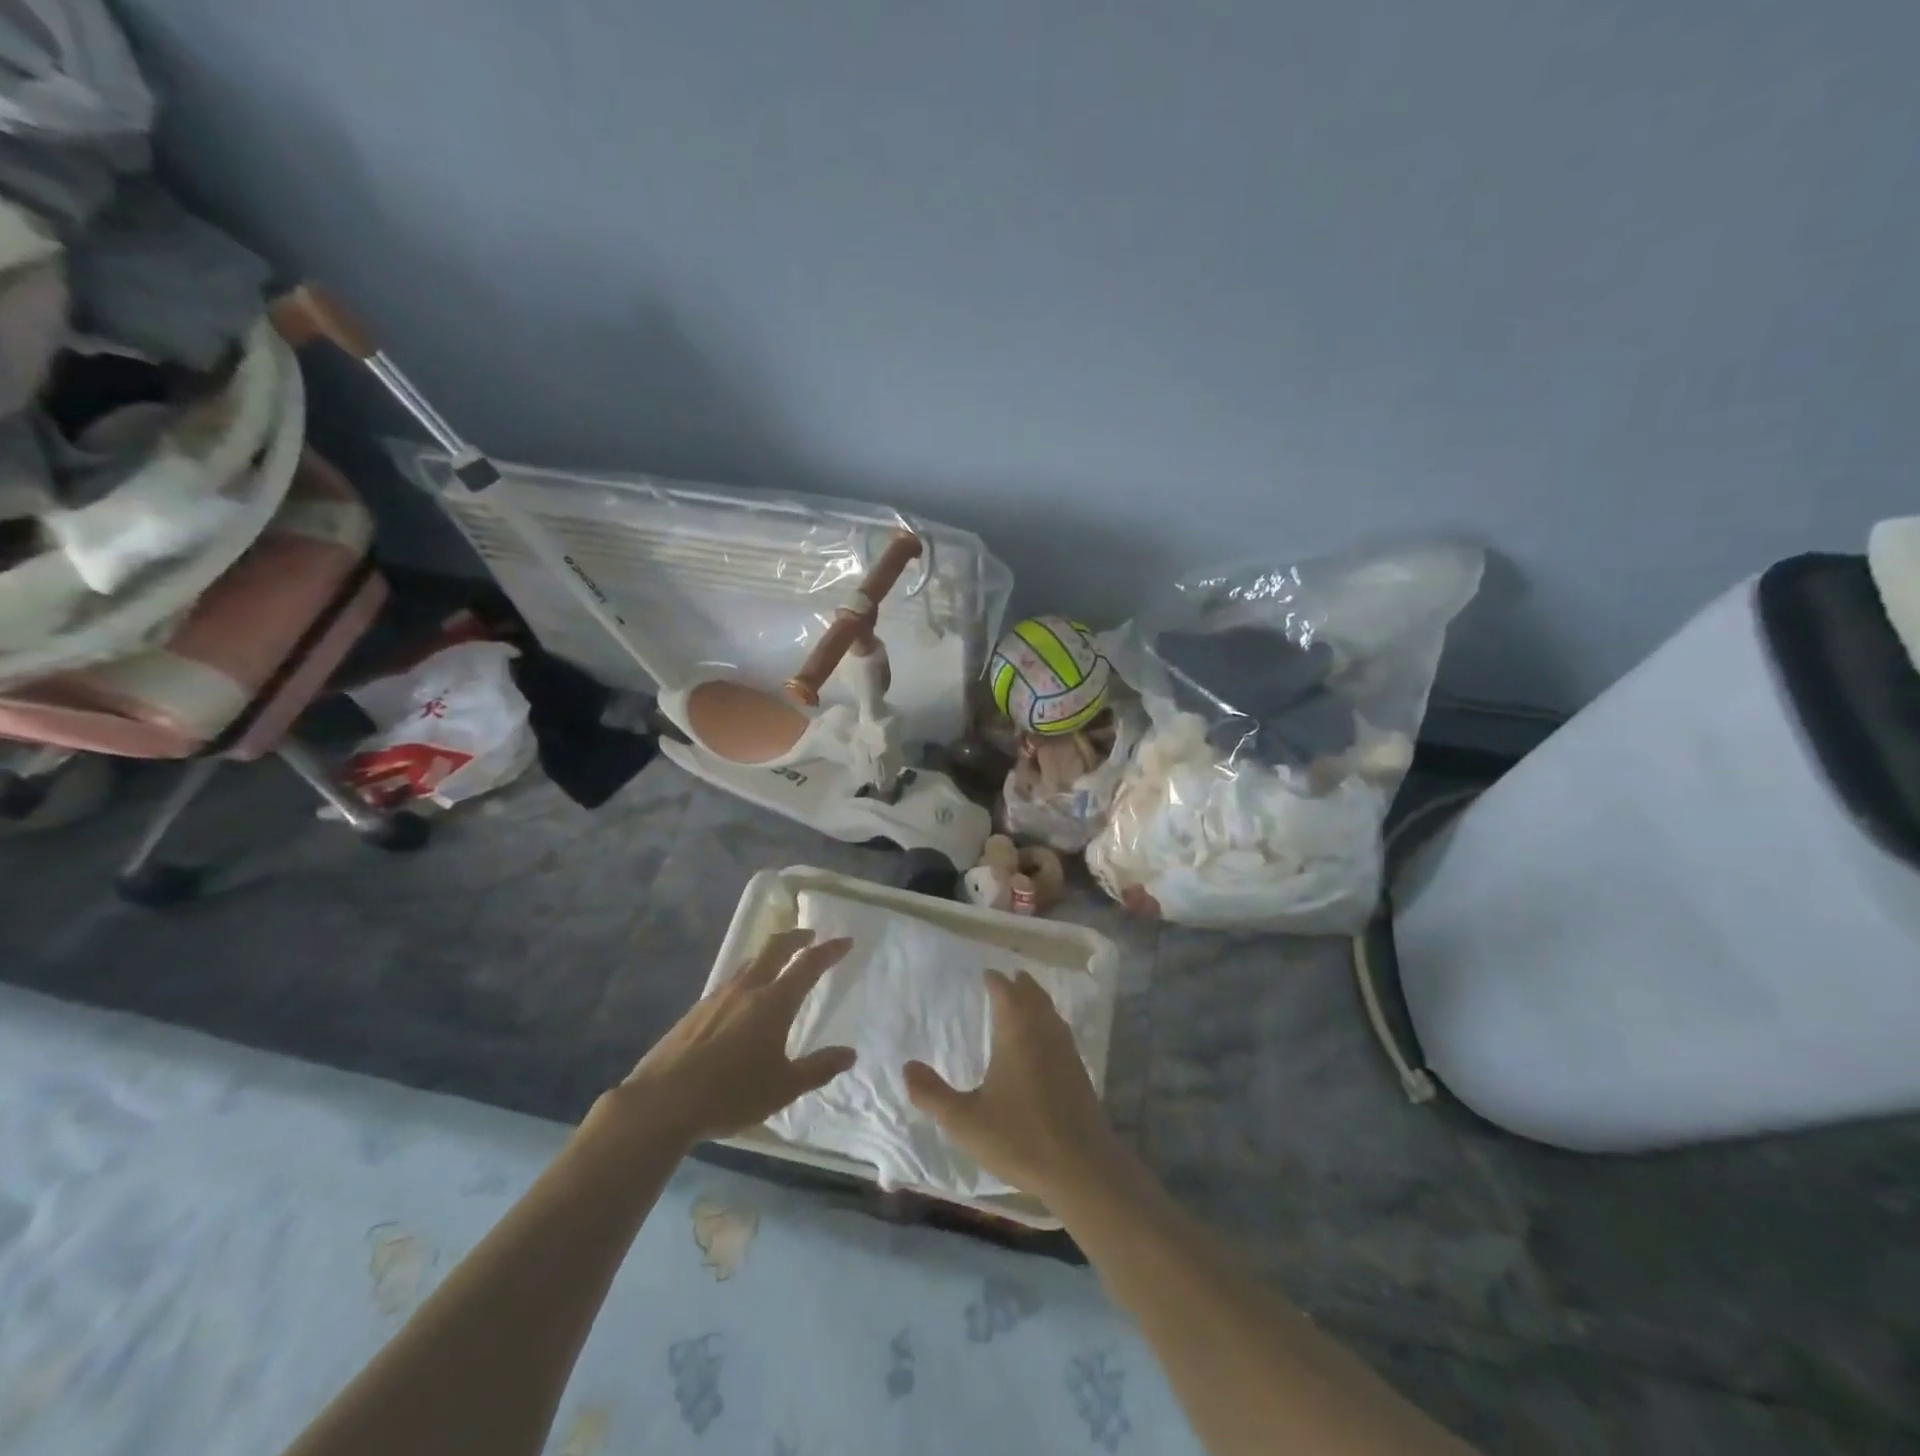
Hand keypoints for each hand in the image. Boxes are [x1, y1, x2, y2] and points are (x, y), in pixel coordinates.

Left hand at [622, 929, 855, 1144]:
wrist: (662, 1102)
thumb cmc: (731, 1093)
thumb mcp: (784, 1088)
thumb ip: (818, 1068)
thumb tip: (849, 1054)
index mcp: (774, 1002)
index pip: (808, 965)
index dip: (829, 951)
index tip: (845, 941)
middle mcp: (747, 989)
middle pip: (775, 948)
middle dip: (795, 938)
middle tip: (809, 936)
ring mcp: (717, 996)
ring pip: (750, 963)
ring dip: (769, 956)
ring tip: (777, 965)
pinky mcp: (695, 1011)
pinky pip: (729, 982)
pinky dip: (747, 978)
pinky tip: (742, 1001)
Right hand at [904, 969, 1125, 1202]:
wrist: (1081, 1167)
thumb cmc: (1019, 1138)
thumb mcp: (964, 1121)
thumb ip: (932, 1094)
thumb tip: (907, 1066)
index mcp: (1016, 1032)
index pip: (1005, 992)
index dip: (995, 981)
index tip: (986, 974)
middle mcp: (1043, 1032)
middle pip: (1032, 995)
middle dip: (1019, 984)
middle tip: (1007, 977)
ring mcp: (1065, 1050)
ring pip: (1050, 1011)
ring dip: (1037, 999)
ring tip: (1026, 998)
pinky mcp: (1079, 1071)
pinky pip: (1061, 1031)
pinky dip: (1049, 1021)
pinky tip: (1045, 1039)